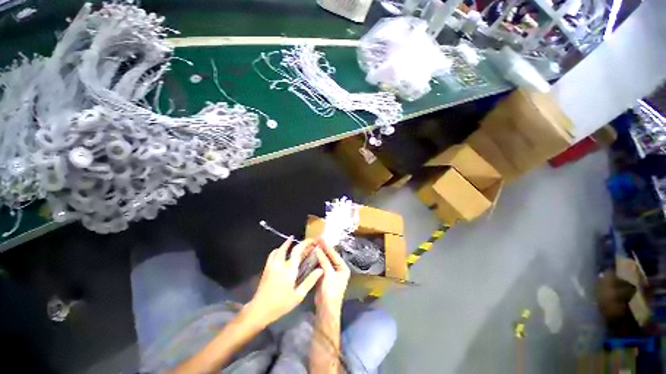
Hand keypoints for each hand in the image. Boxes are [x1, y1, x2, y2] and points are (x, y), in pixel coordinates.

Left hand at [246, 238, 322, 325]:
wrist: (259, 311)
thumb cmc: (280, 304)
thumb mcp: (298, 295)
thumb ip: (310, 281)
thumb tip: (321, 270)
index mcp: (289, 268)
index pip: (297, 250)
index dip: (305, 243)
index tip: (312, 240)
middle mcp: (279, 263)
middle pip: (286, 247)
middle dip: (295, 242)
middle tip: (303, 242)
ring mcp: (271, 265)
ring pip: (278, 249)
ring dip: (285, 245)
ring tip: (291, 244)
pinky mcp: (266, 269)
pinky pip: (272, 255)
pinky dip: (278, 250)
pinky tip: (281, 255)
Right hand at [314, 242, 350, 313]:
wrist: (326, 309)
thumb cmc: (330, 291)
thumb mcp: (328, 274)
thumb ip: (324, 261)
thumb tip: (318, 249)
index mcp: (343, 268)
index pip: (334, 254)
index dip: (327, 246)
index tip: (321, 238)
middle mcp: (338, 269)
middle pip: (330, 256)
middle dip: (323, 249)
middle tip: (316, 239)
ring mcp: (331, 273)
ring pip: (325, 260)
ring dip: (319, 254)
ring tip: (313, 245)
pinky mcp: (324, 276)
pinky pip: (321, 266)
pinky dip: (317, 261)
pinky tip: (311, 255)